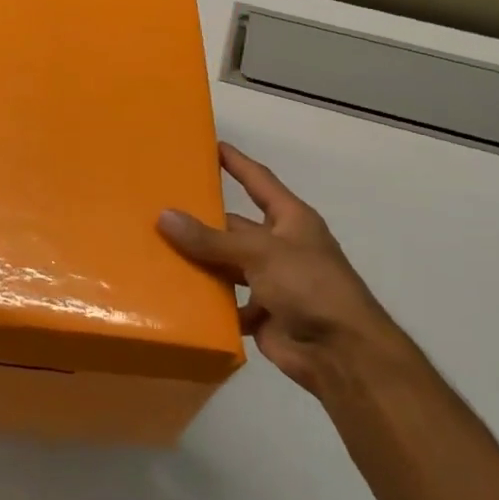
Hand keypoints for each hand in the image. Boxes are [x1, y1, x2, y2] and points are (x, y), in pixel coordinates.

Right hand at [158, 143, 411, 395]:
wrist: (342, 354)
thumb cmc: (310, 287)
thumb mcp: (260, 253)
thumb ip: (211, 239)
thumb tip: (164, 216)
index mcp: (291, 221)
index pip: (259, 181)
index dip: (237, 163)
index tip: (211, 146)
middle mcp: (280, 246)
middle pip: (235, 226)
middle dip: (203, 220)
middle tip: (160, 207)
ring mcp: (271, 281)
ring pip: (226, 264)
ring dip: (200, 261)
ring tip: (156, 248)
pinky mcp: (261, 313)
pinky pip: (225, 300)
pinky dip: (205, 299)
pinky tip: (174, 293)